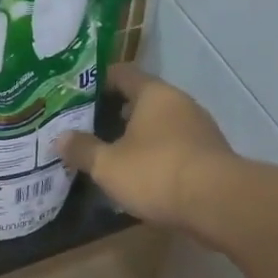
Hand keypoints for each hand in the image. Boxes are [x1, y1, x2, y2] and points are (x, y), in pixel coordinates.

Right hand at [56, 65, 234, 227]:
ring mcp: (199, 129)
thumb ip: (83, 149)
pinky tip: (140, 173)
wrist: (217, 203)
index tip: (76, 95)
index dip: (98, 81)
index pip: (122, 74)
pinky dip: (156, 154)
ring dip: (138, 135)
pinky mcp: (210, 155)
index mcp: (154, 94)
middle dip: (116, 112)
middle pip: (143, 99)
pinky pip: (175, 146)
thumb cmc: (156, 172)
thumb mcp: (108, 165)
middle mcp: (180, 103)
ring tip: (111, 152)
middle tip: (88, 127)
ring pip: (160, 124)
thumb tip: (60, 138)